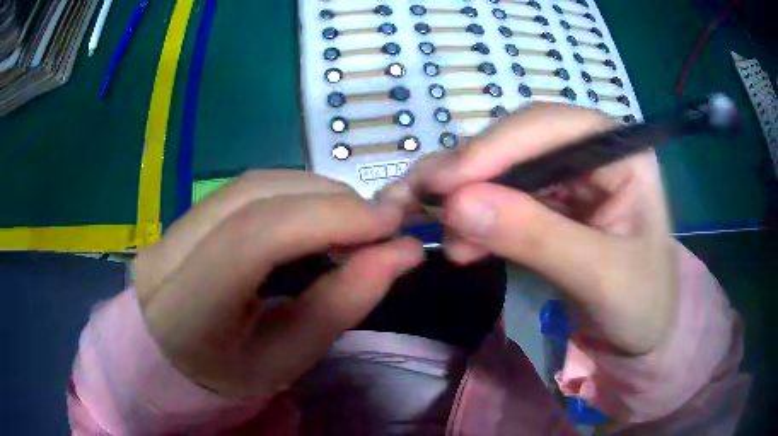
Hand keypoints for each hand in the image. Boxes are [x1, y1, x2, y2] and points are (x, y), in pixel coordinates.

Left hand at [134, 171, 422, 396]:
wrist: (174, 364)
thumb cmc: (231, 376)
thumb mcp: (287, 359)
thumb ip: (340, 304)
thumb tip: (402, 252)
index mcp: (186, 311)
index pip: (252, 239)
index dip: (325, 218)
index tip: (389, 224)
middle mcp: (167, 254)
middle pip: (252, 196)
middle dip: (328, 199)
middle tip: (378, 223)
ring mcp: (169, 229)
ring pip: (249, 185)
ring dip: (312, 193)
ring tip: (352, 220)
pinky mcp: (182, 218)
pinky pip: (242, 190)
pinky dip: (291, 195)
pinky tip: (314, 216)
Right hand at [387, 104, 676, 354]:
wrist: (645, 336)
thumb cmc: (642, 305)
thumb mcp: (600, 276)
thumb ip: (537, 238)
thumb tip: (457, 203)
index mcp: (621, 152)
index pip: (551, 127)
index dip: (495, 147)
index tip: (445, 183)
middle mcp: (593, 152)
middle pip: (520, 142)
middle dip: (473, 173)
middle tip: (424, 202)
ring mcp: (570, 178)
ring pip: (506, 170)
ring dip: (468, 198)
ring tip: (443, 234)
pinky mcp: (553, 206)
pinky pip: (505, 199)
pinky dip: (477, 219)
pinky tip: (462, 244)